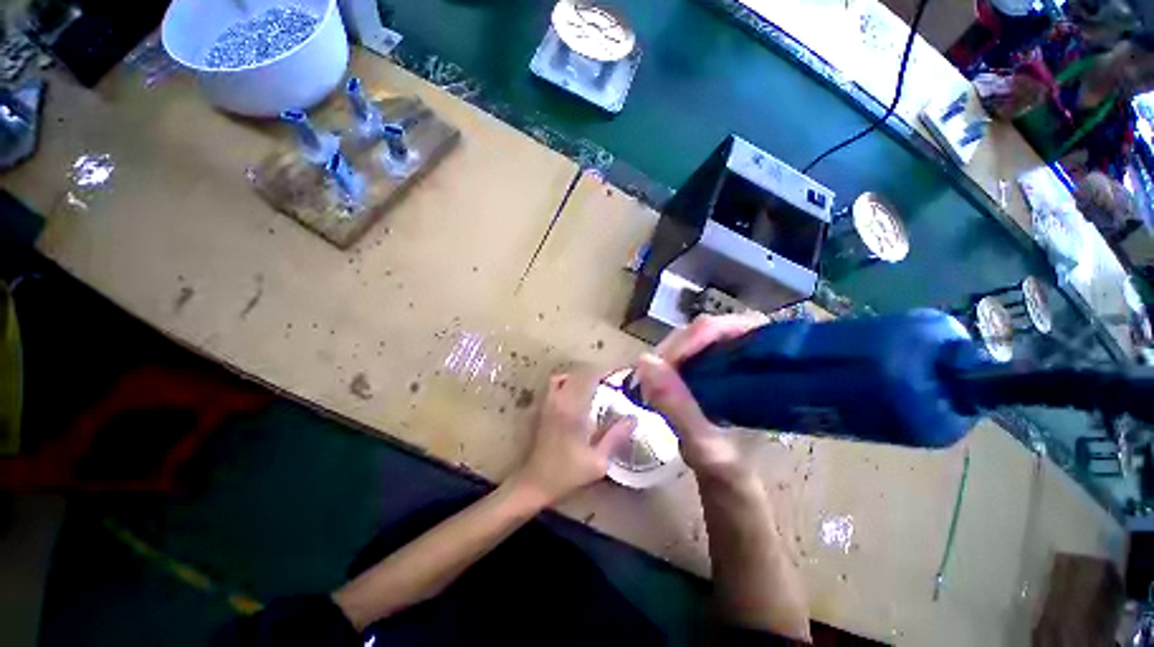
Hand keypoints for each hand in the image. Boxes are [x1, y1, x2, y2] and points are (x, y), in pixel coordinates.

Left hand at [512, 372, 635, 505]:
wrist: (535, 483)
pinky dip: (566, 382)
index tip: (621, 373)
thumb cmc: (567, 474)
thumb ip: (615, 437)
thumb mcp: (597, 461)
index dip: (606, 373)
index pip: (590, 379)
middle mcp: (559, 401)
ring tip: (596, 386)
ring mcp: (548, 403)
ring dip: (581, 377)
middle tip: (613, 382)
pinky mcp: (542, 409)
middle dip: (597, 374)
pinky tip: (576, 393)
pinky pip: (554, 385)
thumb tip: (632, 419)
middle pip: (579, 375)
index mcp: (572, 410)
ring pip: (565, 377)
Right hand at [636, 313, 766, 481]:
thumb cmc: (729, 469)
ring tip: (651, 377)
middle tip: (652, 371)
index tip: (668, 360)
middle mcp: (749, 360)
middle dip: (678, 347)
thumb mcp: (705, 444)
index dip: (702, 335)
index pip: (739, 328)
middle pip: (711, 330)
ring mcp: (726, 362)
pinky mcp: (707, 369)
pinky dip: (667, 363)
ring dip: (668, 354)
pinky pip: (684, 353)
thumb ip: (678, 406)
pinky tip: (656, 378)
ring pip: (694, 339)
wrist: (728, 484)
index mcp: (767, 374)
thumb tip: (644, 361)